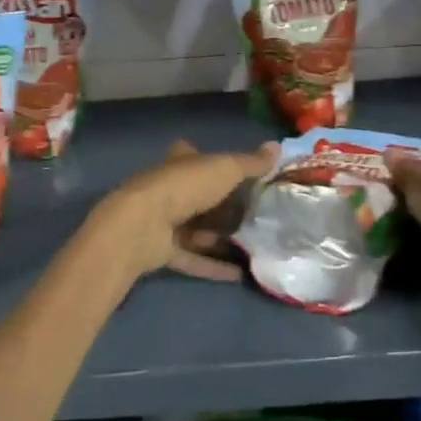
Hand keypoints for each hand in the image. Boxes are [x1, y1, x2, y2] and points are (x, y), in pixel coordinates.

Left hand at [86, 140, 278, 285]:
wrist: (143, 224)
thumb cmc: (185, 187)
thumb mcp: (225, 169)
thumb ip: (250, 163)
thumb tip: (277, 146)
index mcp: (180, 163)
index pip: (196, 158)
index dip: (214, 163)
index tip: (242, 175)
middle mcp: (170, 189)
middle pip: (200, 197)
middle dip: (225, 208)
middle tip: (258, 218)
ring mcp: (164, 222)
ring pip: (197, 230)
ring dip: (220, 239)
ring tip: (254, 248)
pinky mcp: (162, 250)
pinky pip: (193, 259)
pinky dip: (214, 266)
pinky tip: (240, 275)